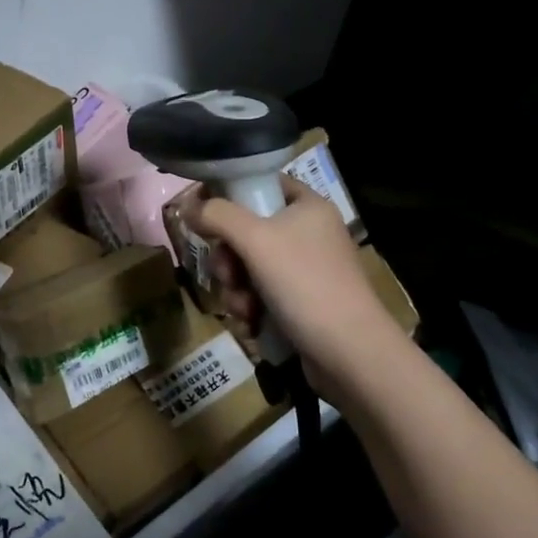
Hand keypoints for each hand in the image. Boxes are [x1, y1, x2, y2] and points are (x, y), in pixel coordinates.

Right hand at [188, 181, 400, 397]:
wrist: (350, 353)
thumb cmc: (304, 284)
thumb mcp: (256, 240)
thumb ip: (217, 215)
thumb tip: (188, 206)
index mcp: (307, 206)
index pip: (261, 184)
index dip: (228, 194)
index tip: (201, 214)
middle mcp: (308, 234)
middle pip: (248, 231)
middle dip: (229, 258)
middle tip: (227, 274)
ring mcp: (306, 271)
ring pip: (249, 268)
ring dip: (235, 289)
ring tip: (244, 308)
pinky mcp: (302, 304)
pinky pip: (260, 296)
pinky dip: (251, 309)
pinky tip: (252, 324)